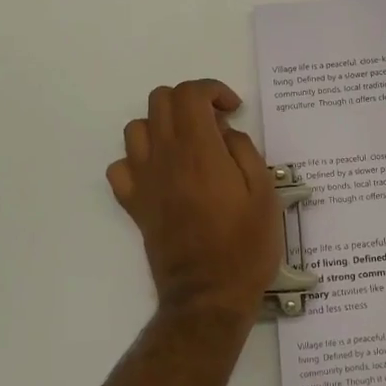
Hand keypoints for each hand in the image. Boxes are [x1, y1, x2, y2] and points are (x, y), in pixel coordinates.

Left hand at [107, 80, 282, 325]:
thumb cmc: (245, 245)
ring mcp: (144, 181)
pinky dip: (138, 160)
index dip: (212, 90)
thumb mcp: (264, 193)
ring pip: (136, 128)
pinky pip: (120, 167)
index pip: (189, 94)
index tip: (232, 110)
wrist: (209, 295)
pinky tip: (161, 173)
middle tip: (215, 126)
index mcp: (199, 151)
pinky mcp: (134, 204)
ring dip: (162, 126)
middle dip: (189, 101)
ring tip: (188, 146)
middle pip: (160, 100)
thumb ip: (244, 151)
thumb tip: (224, 133)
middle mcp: (164, 157)